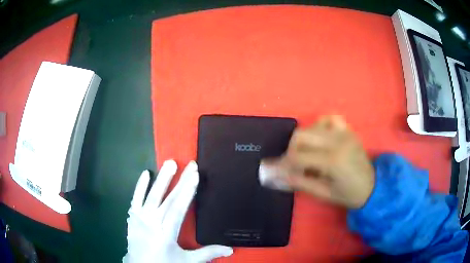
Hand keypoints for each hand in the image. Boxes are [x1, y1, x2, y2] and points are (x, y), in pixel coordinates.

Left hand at [123, 160, 232, 262]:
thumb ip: (207, 253)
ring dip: (161, 179)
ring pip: (152, 196)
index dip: (187, 191)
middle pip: (168, 199)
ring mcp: (140, 218)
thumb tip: (230, 249)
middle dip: (181, 181)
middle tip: (190, 165)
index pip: (179, 208)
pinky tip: (145, 174)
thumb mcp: (187, 261)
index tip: (195, 175)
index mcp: (167, 233)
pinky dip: (140, 186)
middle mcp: (152, 223)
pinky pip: (135, 199)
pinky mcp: (132, 217)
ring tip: (170, 163)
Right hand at [262, 116, 373, 208]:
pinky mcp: (348, 131)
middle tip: (292, 164)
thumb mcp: (324, 194)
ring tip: (305, 154)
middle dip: (291, 150)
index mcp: (332, 160)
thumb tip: (277, 177)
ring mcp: (344, 133)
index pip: (297, 157)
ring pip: (312, 126)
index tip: (273, 170)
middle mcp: (337, 141)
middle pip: (301, 135)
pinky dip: (320, 126)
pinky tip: (320, 138)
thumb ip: (300, 183)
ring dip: (303, 140)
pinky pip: (330, 119)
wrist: (373, 187)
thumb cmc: (349, 195)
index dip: (282, 164)